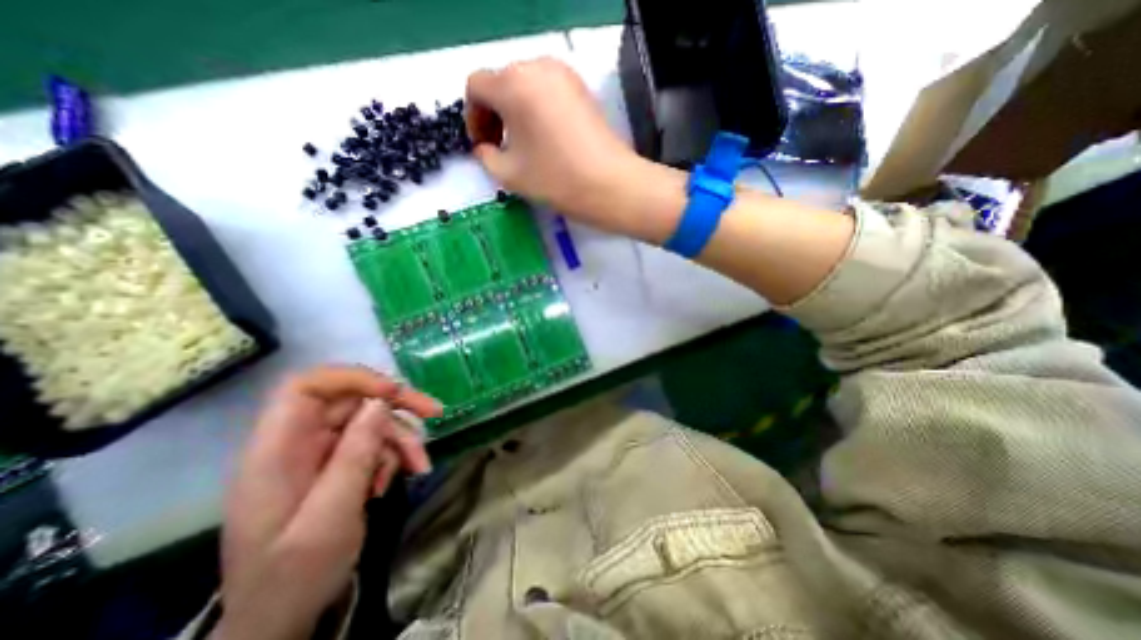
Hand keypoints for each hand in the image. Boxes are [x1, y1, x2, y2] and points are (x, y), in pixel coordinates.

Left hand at [212, 364, 440, 639]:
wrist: (281, 620)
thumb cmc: (293, 576)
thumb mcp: (329, 517)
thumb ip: (353, 456)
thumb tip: (380, 403)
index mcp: (277, 451)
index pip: (307, 387)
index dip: (353, 379)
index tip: (392, 393)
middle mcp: (298, 443)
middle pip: (352, 401)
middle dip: (396, 407)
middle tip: (435, 414)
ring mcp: (319, 454)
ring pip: (371, 423)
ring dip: (400, 440)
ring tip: (419, 467)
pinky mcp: (337, 466)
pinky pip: (373, 445)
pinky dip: (392, 457)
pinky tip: (393, 481)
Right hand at [464, 56, 639, 232]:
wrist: (611, 185)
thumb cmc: (556, 180)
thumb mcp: (509, 175)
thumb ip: (486, 156)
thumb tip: (485, 147)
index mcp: (513, 84)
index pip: (476, 87)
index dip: (473, 118)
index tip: (483, 146)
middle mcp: (538, 67)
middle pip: (501, 82)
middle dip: (494, 114)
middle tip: (499, 147)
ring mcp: (565, 75)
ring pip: (525, 86)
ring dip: (515, 112)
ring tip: (523, 146)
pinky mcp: (582, 89)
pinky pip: (548, 92)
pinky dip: (537, 110)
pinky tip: (545, 139)